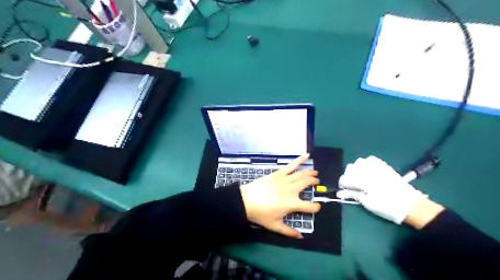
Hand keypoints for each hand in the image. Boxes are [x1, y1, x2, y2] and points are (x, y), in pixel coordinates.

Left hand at [241, 155, 319, 237]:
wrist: (246, 200)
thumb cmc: (261, 214)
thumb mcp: (275, 226)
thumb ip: (289, 231)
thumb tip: (301, 237)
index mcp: (292, 204)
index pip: (310, 206)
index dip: (316, 207)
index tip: (317, 207)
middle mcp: (291, 190)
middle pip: (307, 184)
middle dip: (315, 183)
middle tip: (317, 182)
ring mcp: (285, 180)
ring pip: (302, 174)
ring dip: (310, 173)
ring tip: (315, 173)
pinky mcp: (278, 173)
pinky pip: (291, 165)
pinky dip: (299, 160)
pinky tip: (307, 155)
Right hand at [333, 156, 427, 223]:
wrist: (411, 205)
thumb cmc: (388, 207)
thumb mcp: (368, 203)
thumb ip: (353, 195)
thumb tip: (339, 194)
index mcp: (364, 181)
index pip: (345, 178)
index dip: (342, 185)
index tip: (344, 191)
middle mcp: (369, 170)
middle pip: (350, 168)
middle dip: (348, 176)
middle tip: (351, 186)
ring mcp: (377, 167)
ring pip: (359, 162)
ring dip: (356, 169)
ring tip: (358, 178)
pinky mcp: (384, 166)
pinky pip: (370, 159)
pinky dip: (366, 164)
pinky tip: (367, 171)